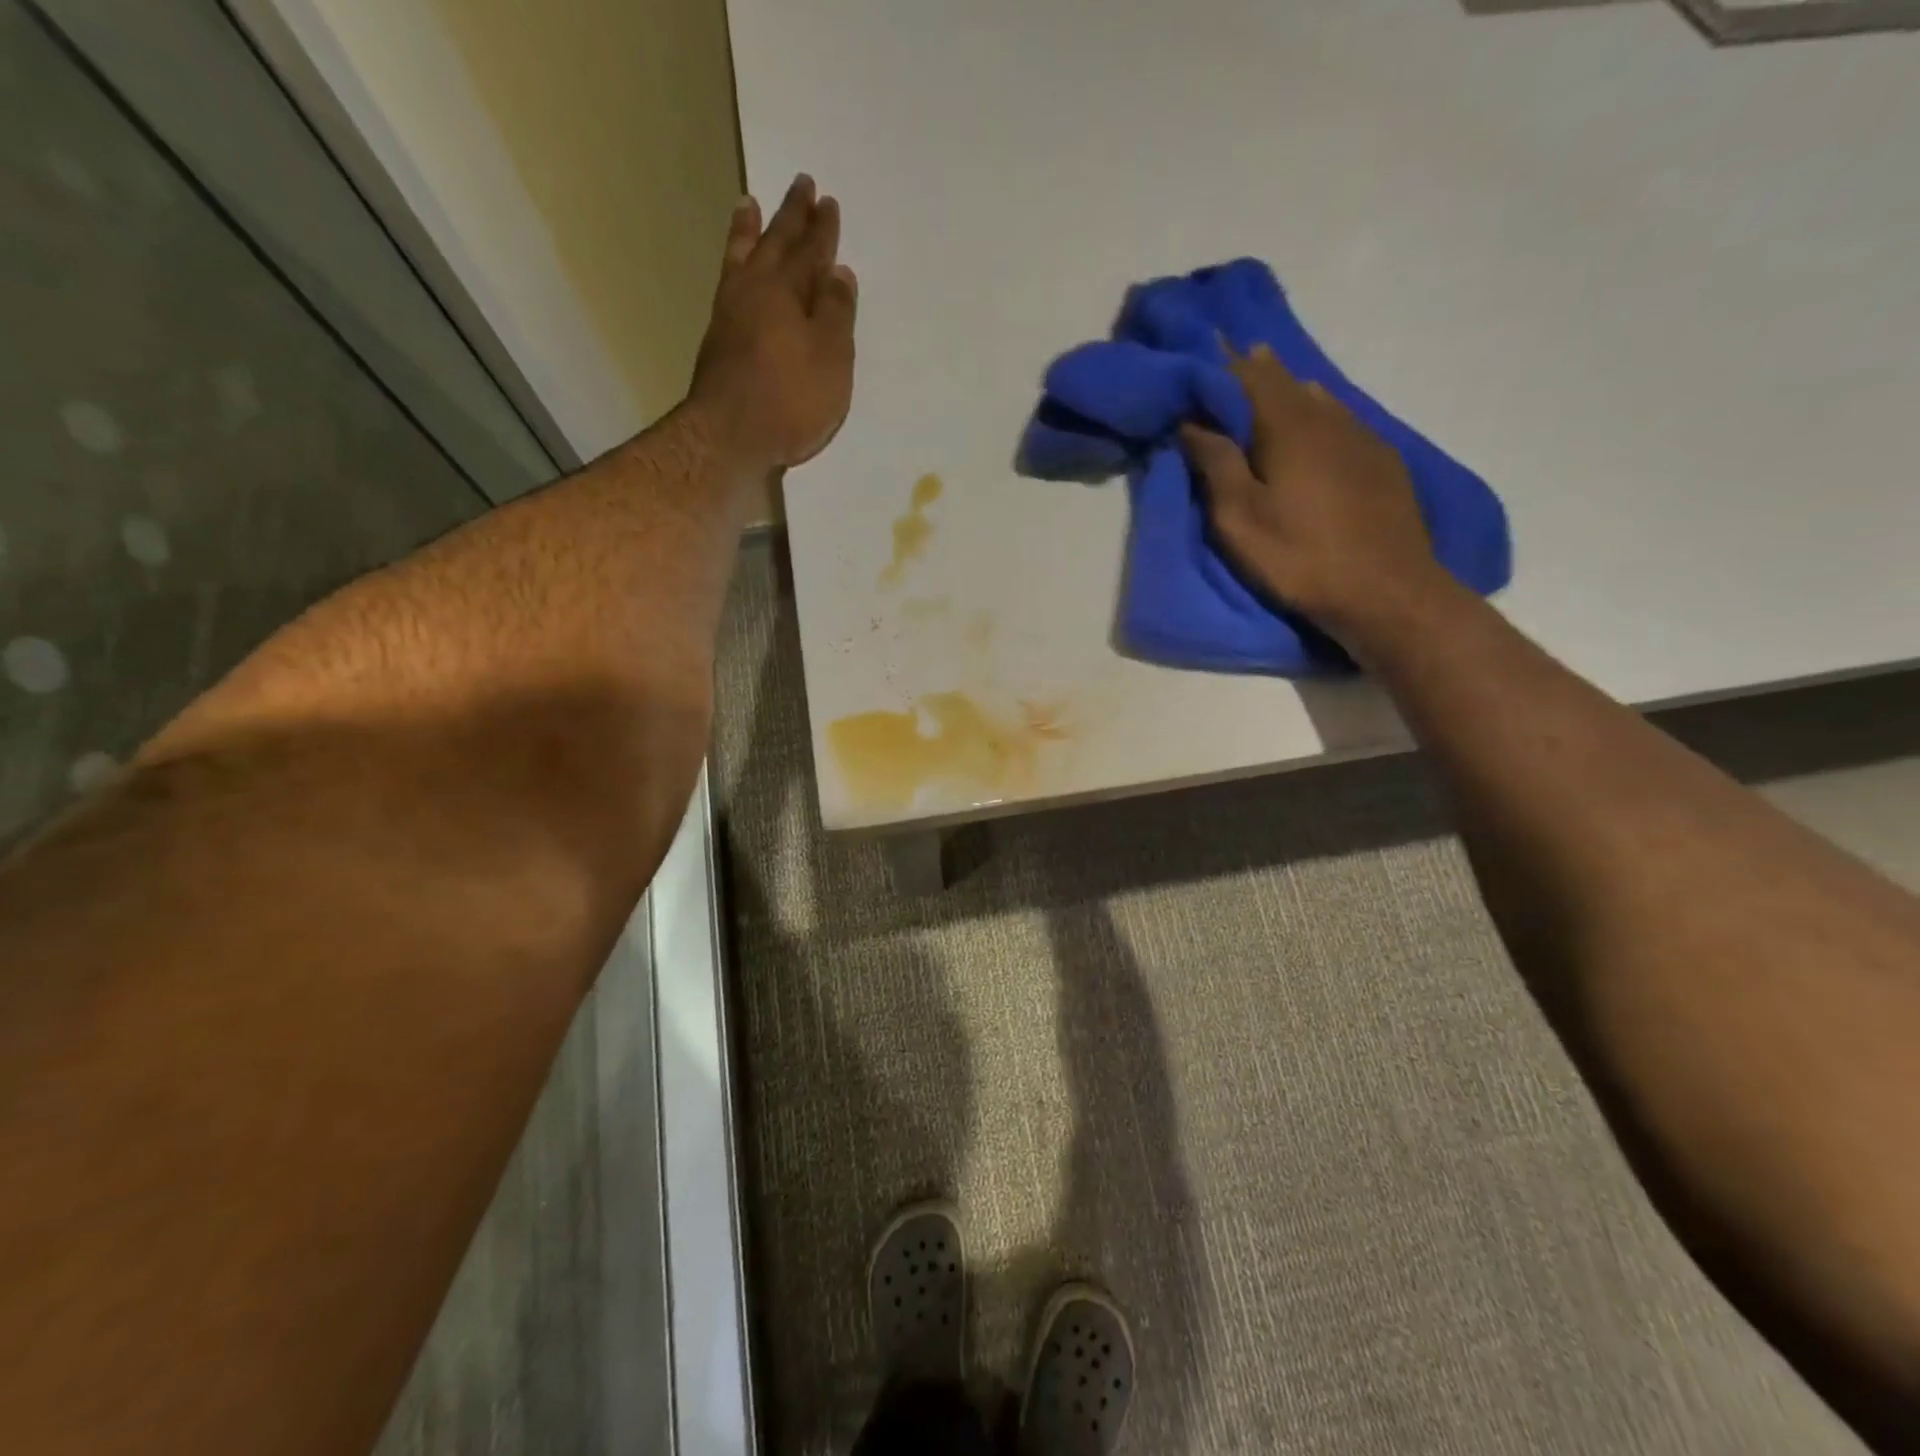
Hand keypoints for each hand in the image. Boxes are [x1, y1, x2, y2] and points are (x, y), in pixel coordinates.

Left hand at [689, 174, 857, 471]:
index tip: (828, 202)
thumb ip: (836, 314)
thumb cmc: (791, 399)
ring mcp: (730, 313)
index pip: (811, 251)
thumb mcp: (831, 358)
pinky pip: (728, 282)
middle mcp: (756, 291)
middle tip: (800, 184)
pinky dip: (733, 264)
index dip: (822, 229)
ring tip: (748, 203)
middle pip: (776, 244)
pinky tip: (735, 268)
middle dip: (791, 216)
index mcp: (788, 291)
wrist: (730, 436)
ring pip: (742, 258)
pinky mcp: (717, 339)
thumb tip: (838, 272)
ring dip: (749, 230)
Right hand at [1181, 345, 1444, 648]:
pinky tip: (1318, 424)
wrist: (1386, 592)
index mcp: (1288, 426)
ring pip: (1319, 399)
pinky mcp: (1383, 463)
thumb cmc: (1299, 557)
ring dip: (1289, 390)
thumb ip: (1216, 464)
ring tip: (1270, 385)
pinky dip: (1319, 414)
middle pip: (1287, 382)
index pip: (1250, 377)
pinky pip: (1343, 421)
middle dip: (1256, 370)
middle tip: (1233, 359)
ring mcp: (1362, 438)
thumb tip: (1192, 421)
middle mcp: (1328, 418)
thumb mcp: (1239, 518)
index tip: (1202, 349)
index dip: (1223, 363)